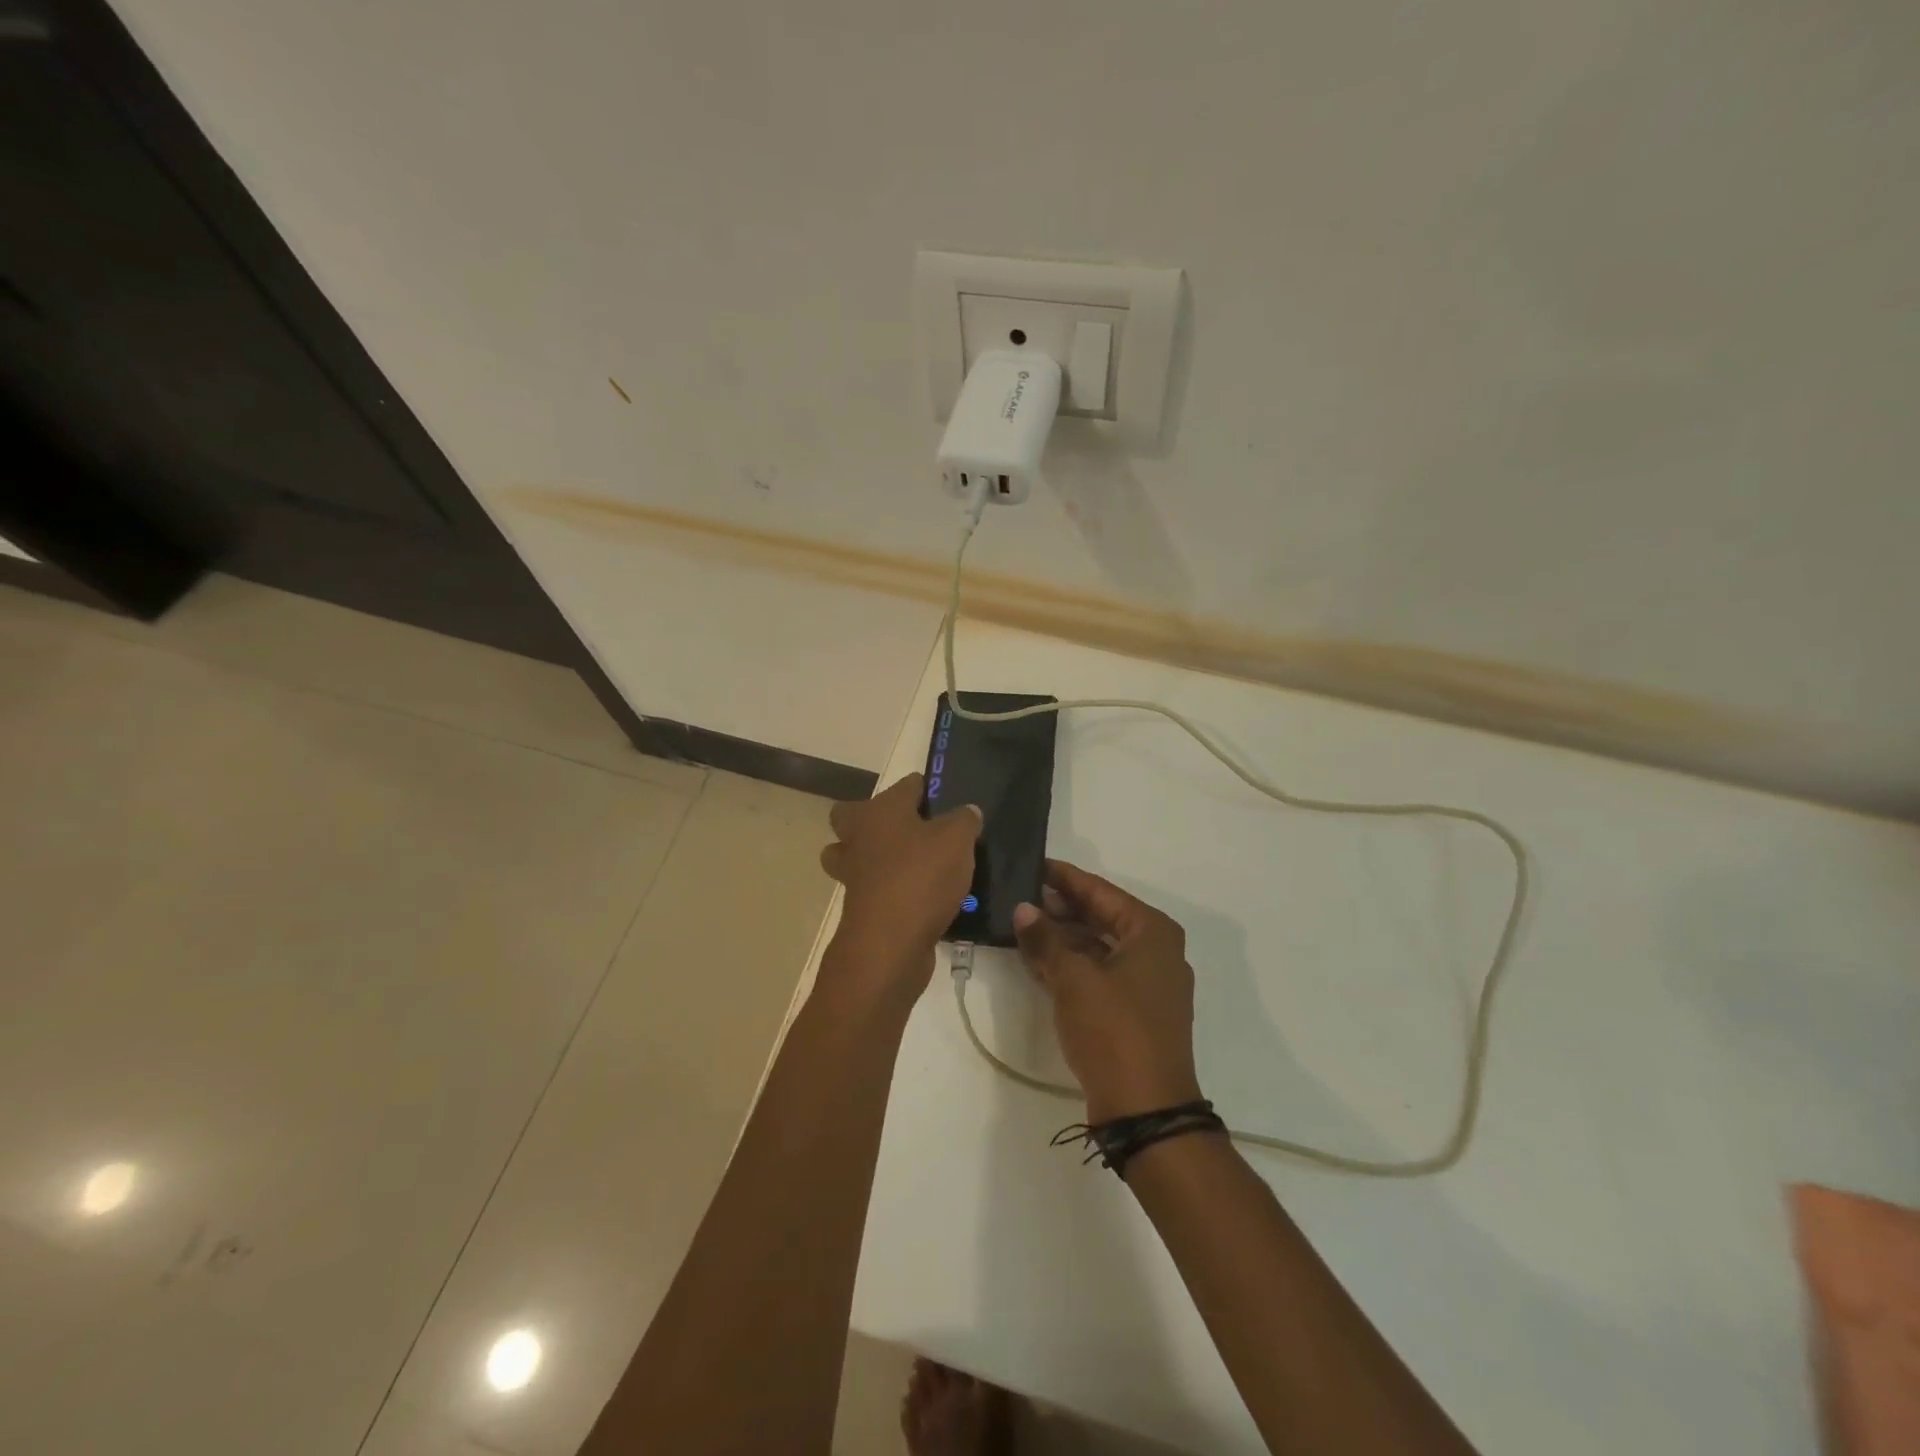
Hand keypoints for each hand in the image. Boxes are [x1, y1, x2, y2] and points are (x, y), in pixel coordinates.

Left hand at [819, 773, 980, 1005]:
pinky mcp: (859, 908)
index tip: (945, 799)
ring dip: (874, 857)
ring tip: (912, 864)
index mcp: (880, 811)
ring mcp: (853, 874)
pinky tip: (920, 896)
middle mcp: (859, 837)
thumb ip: (964, 820)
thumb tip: (967, 811)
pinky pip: (870, 888)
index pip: (905, 785)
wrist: (889, 944)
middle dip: (876, 818)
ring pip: (854, 855)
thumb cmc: (921, 877)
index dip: (925, 788)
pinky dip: (888, 889)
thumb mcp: (957, 840)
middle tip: (914, 829)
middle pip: (853, 816)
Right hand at [1012, 861, 1202, 1122]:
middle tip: (1018, 894)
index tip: (1031, 864)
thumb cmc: (1114, 1030)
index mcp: (1151, 931)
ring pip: (1097, 946)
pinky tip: (1036, 960)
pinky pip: (1098, 973)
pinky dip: (1070, 965)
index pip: (1100, 891)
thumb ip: (1045, 940)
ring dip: (1061, 938)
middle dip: (1059, 908)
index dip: (1063, 878)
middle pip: (1100, 917)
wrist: (1145, 1111)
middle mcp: (1155, 950)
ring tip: (1020, 924)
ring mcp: (1146, 983)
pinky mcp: (1134, 1010)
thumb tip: (1022, 909)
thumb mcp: (1073, 979)